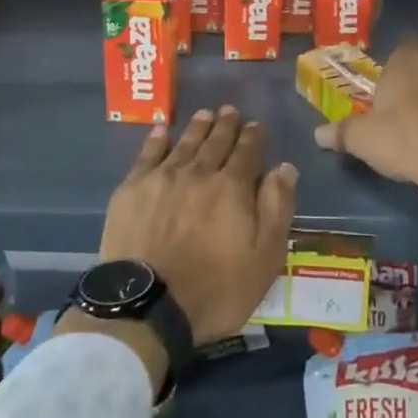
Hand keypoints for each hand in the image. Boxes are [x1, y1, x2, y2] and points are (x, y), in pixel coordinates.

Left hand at [97, 107, 298, 346]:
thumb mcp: (263, 259)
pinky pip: (148, 154)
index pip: (247, 153)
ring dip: (197, 127)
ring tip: (205, 113)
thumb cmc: (214, 290)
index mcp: (232, 188)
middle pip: (215, 142)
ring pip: (185, 143)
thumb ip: (276, 209)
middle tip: (230, 110)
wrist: (148, 306)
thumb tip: (284, 168)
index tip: (255, 125)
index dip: (253, 137)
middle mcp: (199, 172)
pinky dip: (156, 140)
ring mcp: (163, 178)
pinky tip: (161, 130)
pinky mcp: (132, 189)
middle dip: (226, 125)